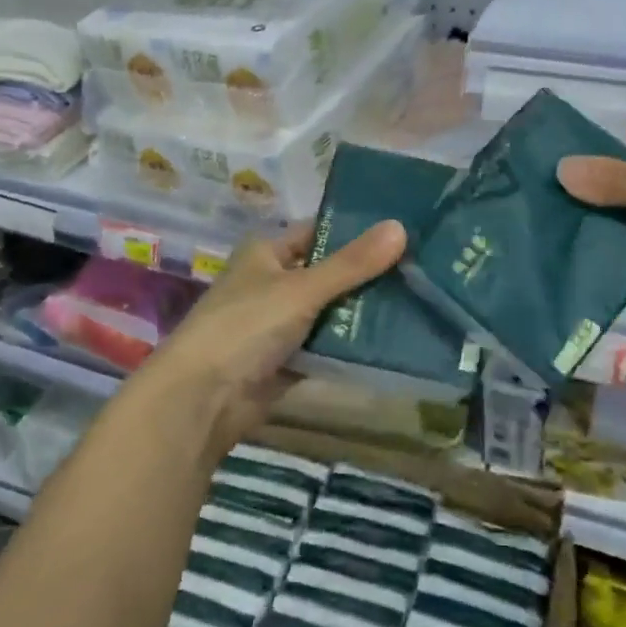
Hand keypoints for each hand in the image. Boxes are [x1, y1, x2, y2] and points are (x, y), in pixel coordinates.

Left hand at [142, 219, 406, 460]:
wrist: (203, 399)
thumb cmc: (246, 326)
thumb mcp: (302, 288)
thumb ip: (352, 263)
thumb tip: (401, 227)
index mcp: (267, 252)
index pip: (319, 231)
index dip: (357, 231)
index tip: (404, 230)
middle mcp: (273, 282)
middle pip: (329, 272)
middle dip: (368, 274)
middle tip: (422, 267)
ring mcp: (280, 322)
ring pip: (331, 309)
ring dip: (363, 310)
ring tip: (419, 299)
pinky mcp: (288, 359)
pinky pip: (326, 344)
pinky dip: (351, 343)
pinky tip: (393, 338)